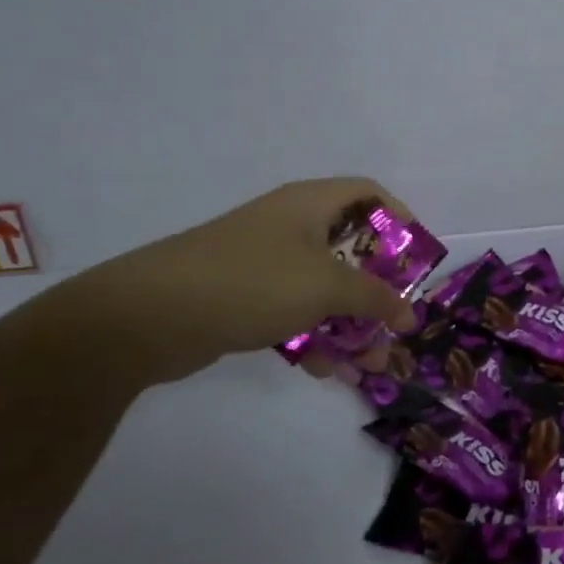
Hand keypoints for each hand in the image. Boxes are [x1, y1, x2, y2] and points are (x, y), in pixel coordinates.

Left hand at [42, 178, 420, 390]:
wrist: (149, 315)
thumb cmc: (252, 281)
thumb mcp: (325, 286)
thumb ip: (374, 298)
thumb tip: (409, 314)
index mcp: (310, 204)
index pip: (368, 194)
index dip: (399, 219)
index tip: (415, 259)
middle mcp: (290, 226)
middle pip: (350, 248)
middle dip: (378, 290)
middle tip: (397, 323)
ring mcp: (264, 262)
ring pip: (323, 288)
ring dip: (350, 323)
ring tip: (370, 364)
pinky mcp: (243, 296)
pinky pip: (293, 311)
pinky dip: (313, 335)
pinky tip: (326, 370)